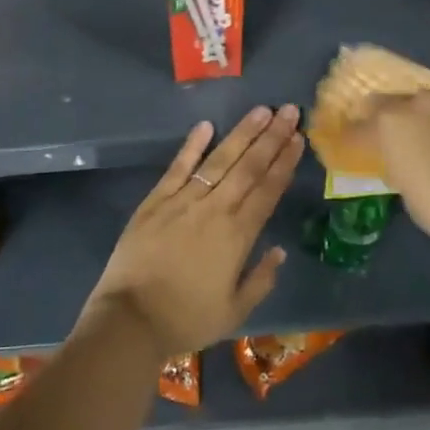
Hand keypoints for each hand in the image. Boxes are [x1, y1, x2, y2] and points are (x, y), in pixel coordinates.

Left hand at [83, 105, 303, 355]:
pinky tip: (206, 125)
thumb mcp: (234, 311)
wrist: (130, 319)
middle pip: (248, 167)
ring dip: (242, 134)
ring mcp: (183, 200)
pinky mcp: (156, 200)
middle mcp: (215, 210)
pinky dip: (192, 145)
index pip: (267, 190)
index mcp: (237, 236)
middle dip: (271, 137)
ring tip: (261, 111)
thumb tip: (279, 251)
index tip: (298, 138)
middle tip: (289, 110)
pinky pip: (178, 167)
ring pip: (219, 160)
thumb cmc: (186, 319)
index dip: (284, 162)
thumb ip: (260, 280)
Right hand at [356, 88, 429, 259]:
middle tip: (415, 145)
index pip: (360, 125)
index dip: (358, 136)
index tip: (357, 147)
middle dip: (406, 121)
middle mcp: (424, 100)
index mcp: (392, 123)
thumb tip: (409, 165)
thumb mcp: (412, 199)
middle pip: (403, 103)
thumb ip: (405, 171)